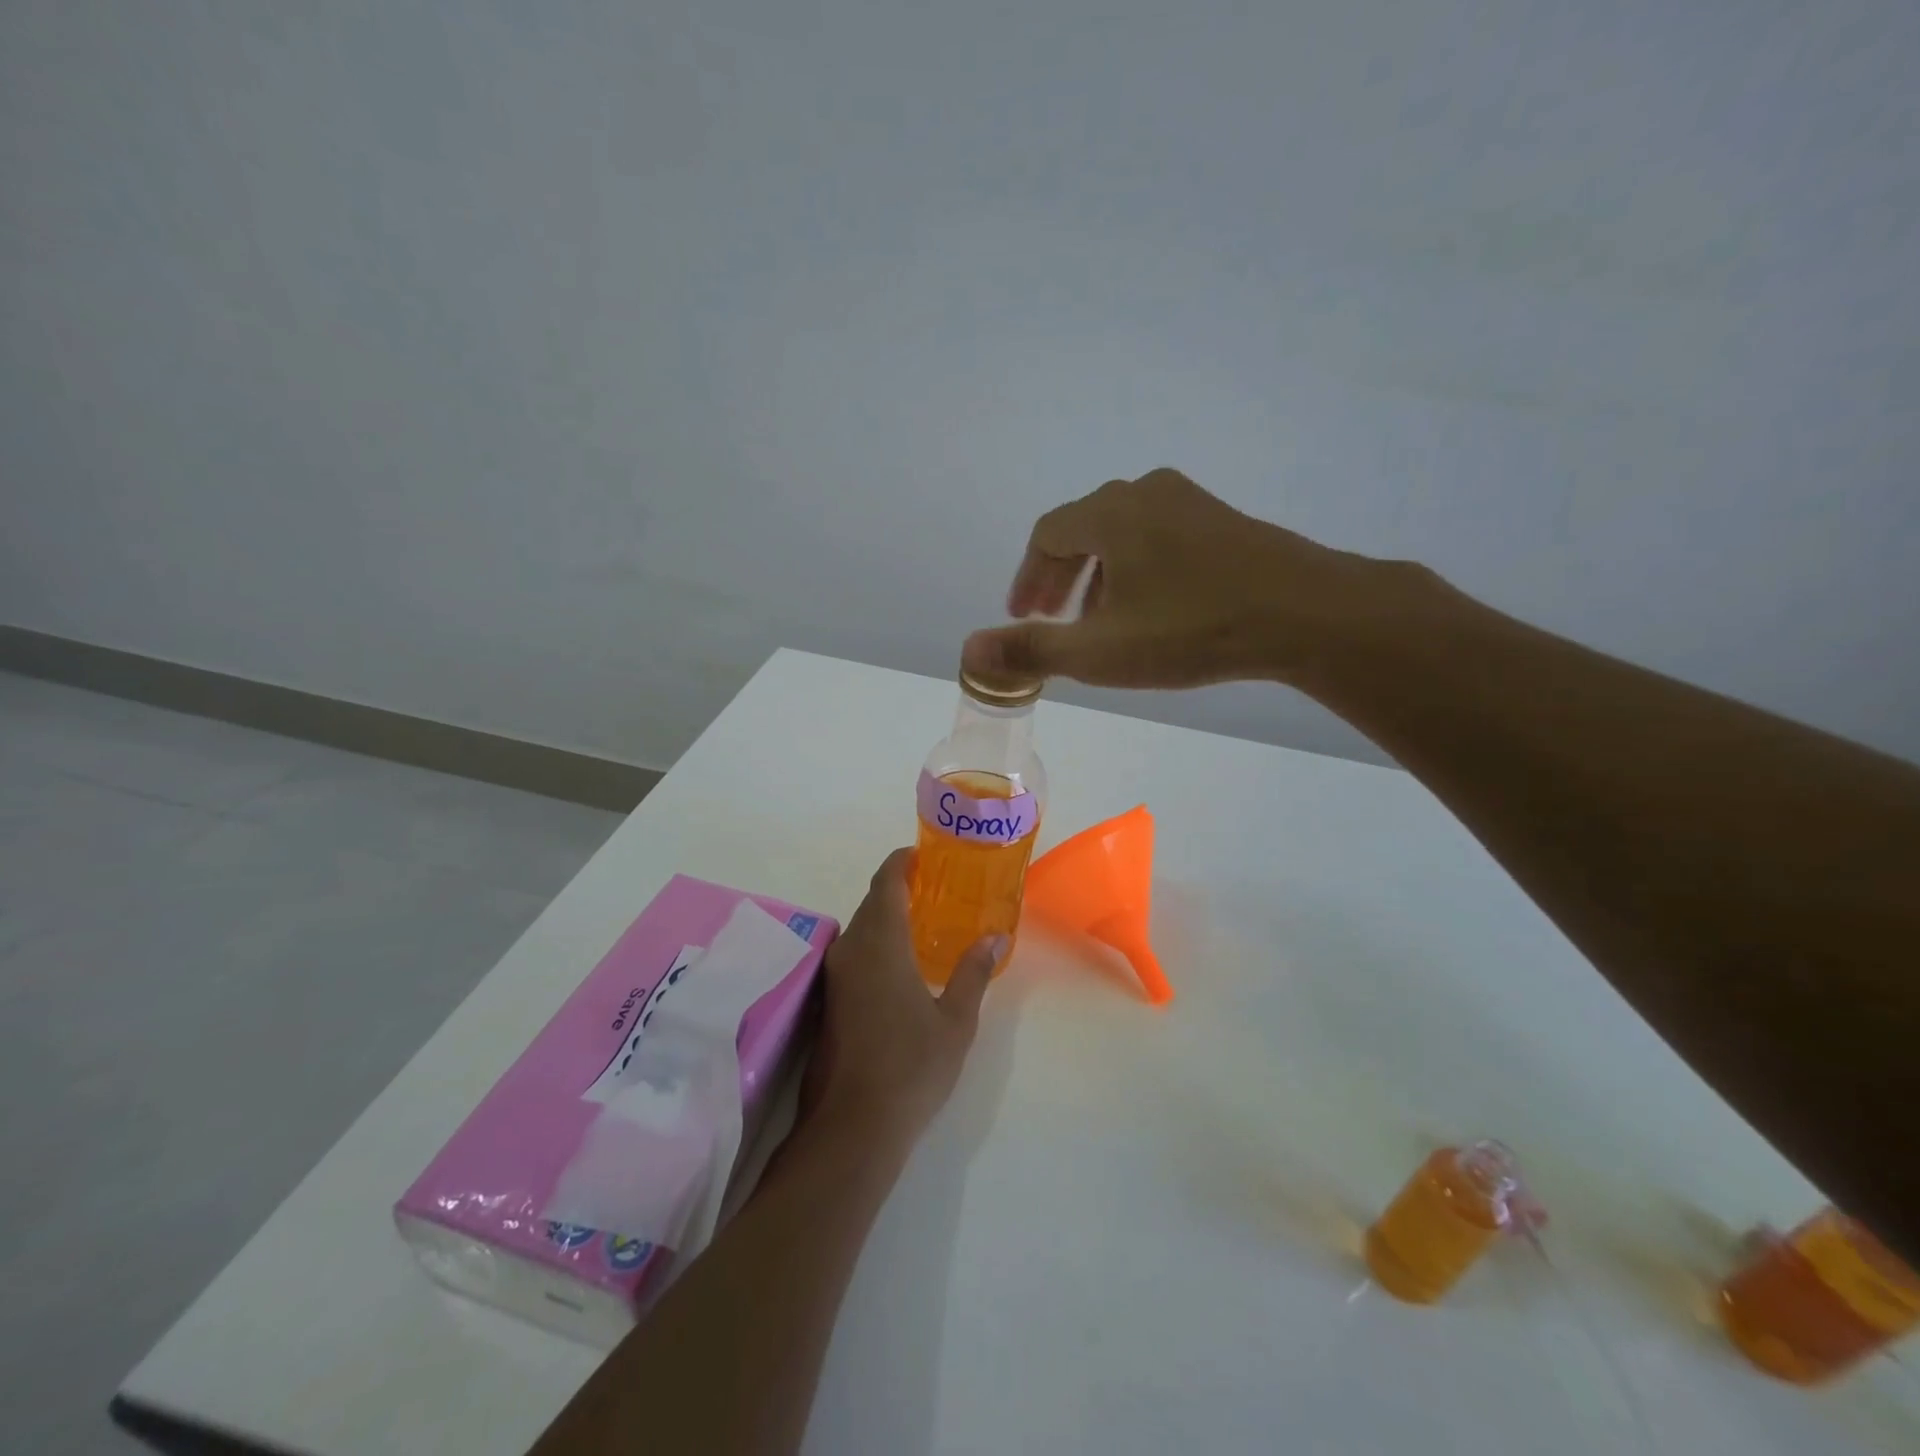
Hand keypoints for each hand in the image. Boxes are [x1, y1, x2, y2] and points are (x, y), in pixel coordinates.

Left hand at [800, 849, 1002, 1154]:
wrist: (851, 1128)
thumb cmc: (911, 1067)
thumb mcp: (955, 1020)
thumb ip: (973, 972)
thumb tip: (994, 936)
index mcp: (880, 943)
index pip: (886, 882)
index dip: (901, 862)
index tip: (923, 854)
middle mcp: (850, 950)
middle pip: (872, 904)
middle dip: (899, 890)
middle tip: (936, 891)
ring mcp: (835, 977)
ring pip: (860, 930)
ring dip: (887, 919)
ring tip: (924, 924)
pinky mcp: (828, 1002)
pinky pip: (853, 955)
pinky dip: (876, 945)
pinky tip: (901, 966)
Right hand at [962, 468, 1387, 689]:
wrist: (1305, 613)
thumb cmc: (1191, 629)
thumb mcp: (1101, 651)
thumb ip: (1030, 650)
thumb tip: (968, 652)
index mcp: (1109, 514)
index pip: (1046, 535)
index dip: (1028, 577)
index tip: (1023, 615)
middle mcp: (1145, 493)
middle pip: (1082, 529)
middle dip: (1059, 576)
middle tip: (1051, 619)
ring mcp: (1190, 502)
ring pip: (1123, 533)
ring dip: (1098, 575)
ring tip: (1098, 621)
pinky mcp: (1224, 521)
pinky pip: (1159, 537)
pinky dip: (1136, 569)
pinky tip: (1152, 609)